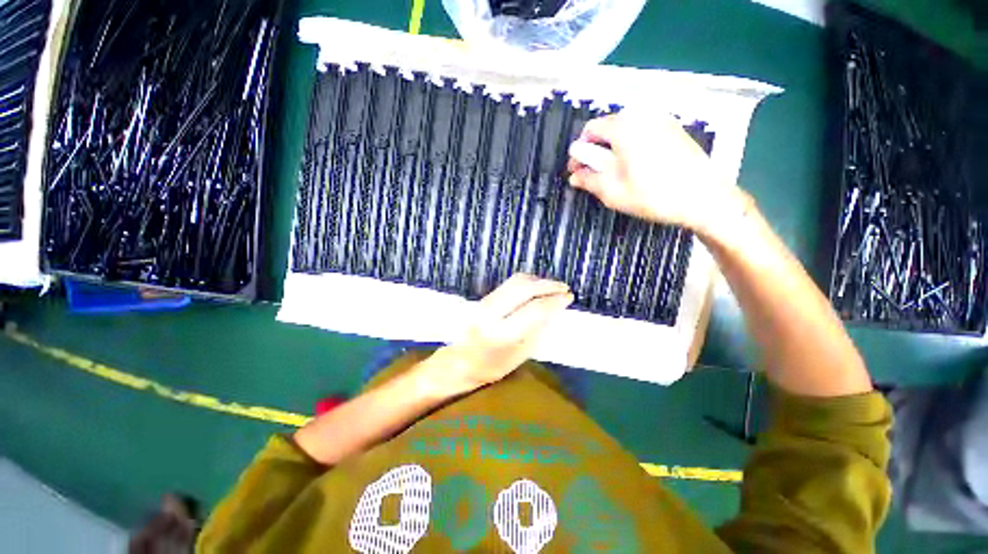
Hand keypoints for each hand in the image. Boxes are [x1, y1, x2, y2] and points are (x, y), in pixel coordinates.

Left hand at [437, 274, 572, 392]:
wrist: (460, 361)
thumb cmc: (492, 366)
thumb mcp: (520, 355)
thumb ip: (538, 329)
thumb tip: (555, 308)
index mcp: (502, 333)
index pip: (534, 309)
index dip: (554, 301)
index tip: (569, 297)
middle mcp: (491, 313)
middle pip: (524, 287)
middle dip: (548, 285)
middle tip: (564, 288)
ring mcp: (485, 302)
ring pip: (516, 281)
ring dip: (538, 281)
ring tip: (553, 287)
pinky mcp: (484, 297)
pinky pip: (509, 283)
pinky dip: (527, 282)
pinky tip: (537, 287)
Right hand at [567, 112, 745, 235]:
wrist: (705, 197)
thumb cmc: (655, 196)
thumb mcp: (614, 192)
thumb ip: (589, 180)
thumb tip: (574, 176)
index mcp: (624, 128)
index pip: (589, 130)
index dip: (579, 152)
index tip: (577, 171)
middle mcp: (642, 116)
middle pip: (607, 128)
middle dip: (596, 151)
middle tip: (594, 175)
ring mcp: (661, 120)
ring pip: (625, 130)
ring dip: (612, 149)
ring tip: (614, 174)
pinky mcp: (673, 129)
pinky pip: (642, 132)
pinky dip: (630, 146)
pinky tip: (635, 167)